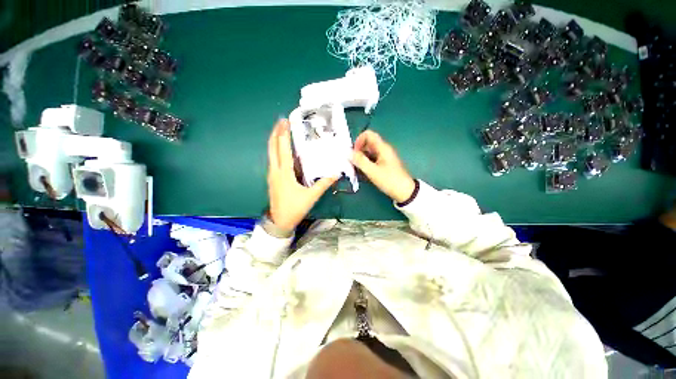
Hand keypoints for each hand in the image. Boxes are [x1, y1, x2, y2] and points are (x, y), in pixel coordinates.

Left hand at [267, 119, 336, 230]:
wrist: (279, 221)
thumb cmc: (294, 208)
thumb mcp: (311, 196)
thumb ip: (323, 184)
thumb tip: (336, 174)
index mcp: (284, 173)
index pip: (283, 149)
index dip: (284, 134)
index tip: (285, 122)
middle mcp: (275, 171)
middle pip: (272, 147)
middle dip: (275, 132)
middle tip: (281, 121)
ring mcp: (272, 174)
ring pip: (270, 153)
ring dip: (275, 140)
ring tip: (281, 131)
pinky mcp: (272, 179)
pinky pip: (273, 160)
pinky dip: (276, 150)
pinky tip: (282, 149)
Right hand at [351, 130, 414, 202]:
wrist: (405, 192)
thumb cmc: (390, 180)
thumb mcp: (373, 171)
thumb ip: (360, 161)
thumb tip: (348, 152)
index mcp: (382, 148)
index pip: (368, 134)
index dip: (359, 140)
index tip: (354, 152)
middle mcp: (383, 149)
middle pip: (367, 143)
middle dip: (358, 151)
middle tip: (353, 162)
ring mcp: (384, 157)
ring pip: (369, 152)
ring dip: (361, 158)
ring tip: (356, 169)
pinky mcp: (384, 164)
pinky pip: (372, 159)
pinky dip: (365, 163)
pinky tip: (362, 172)